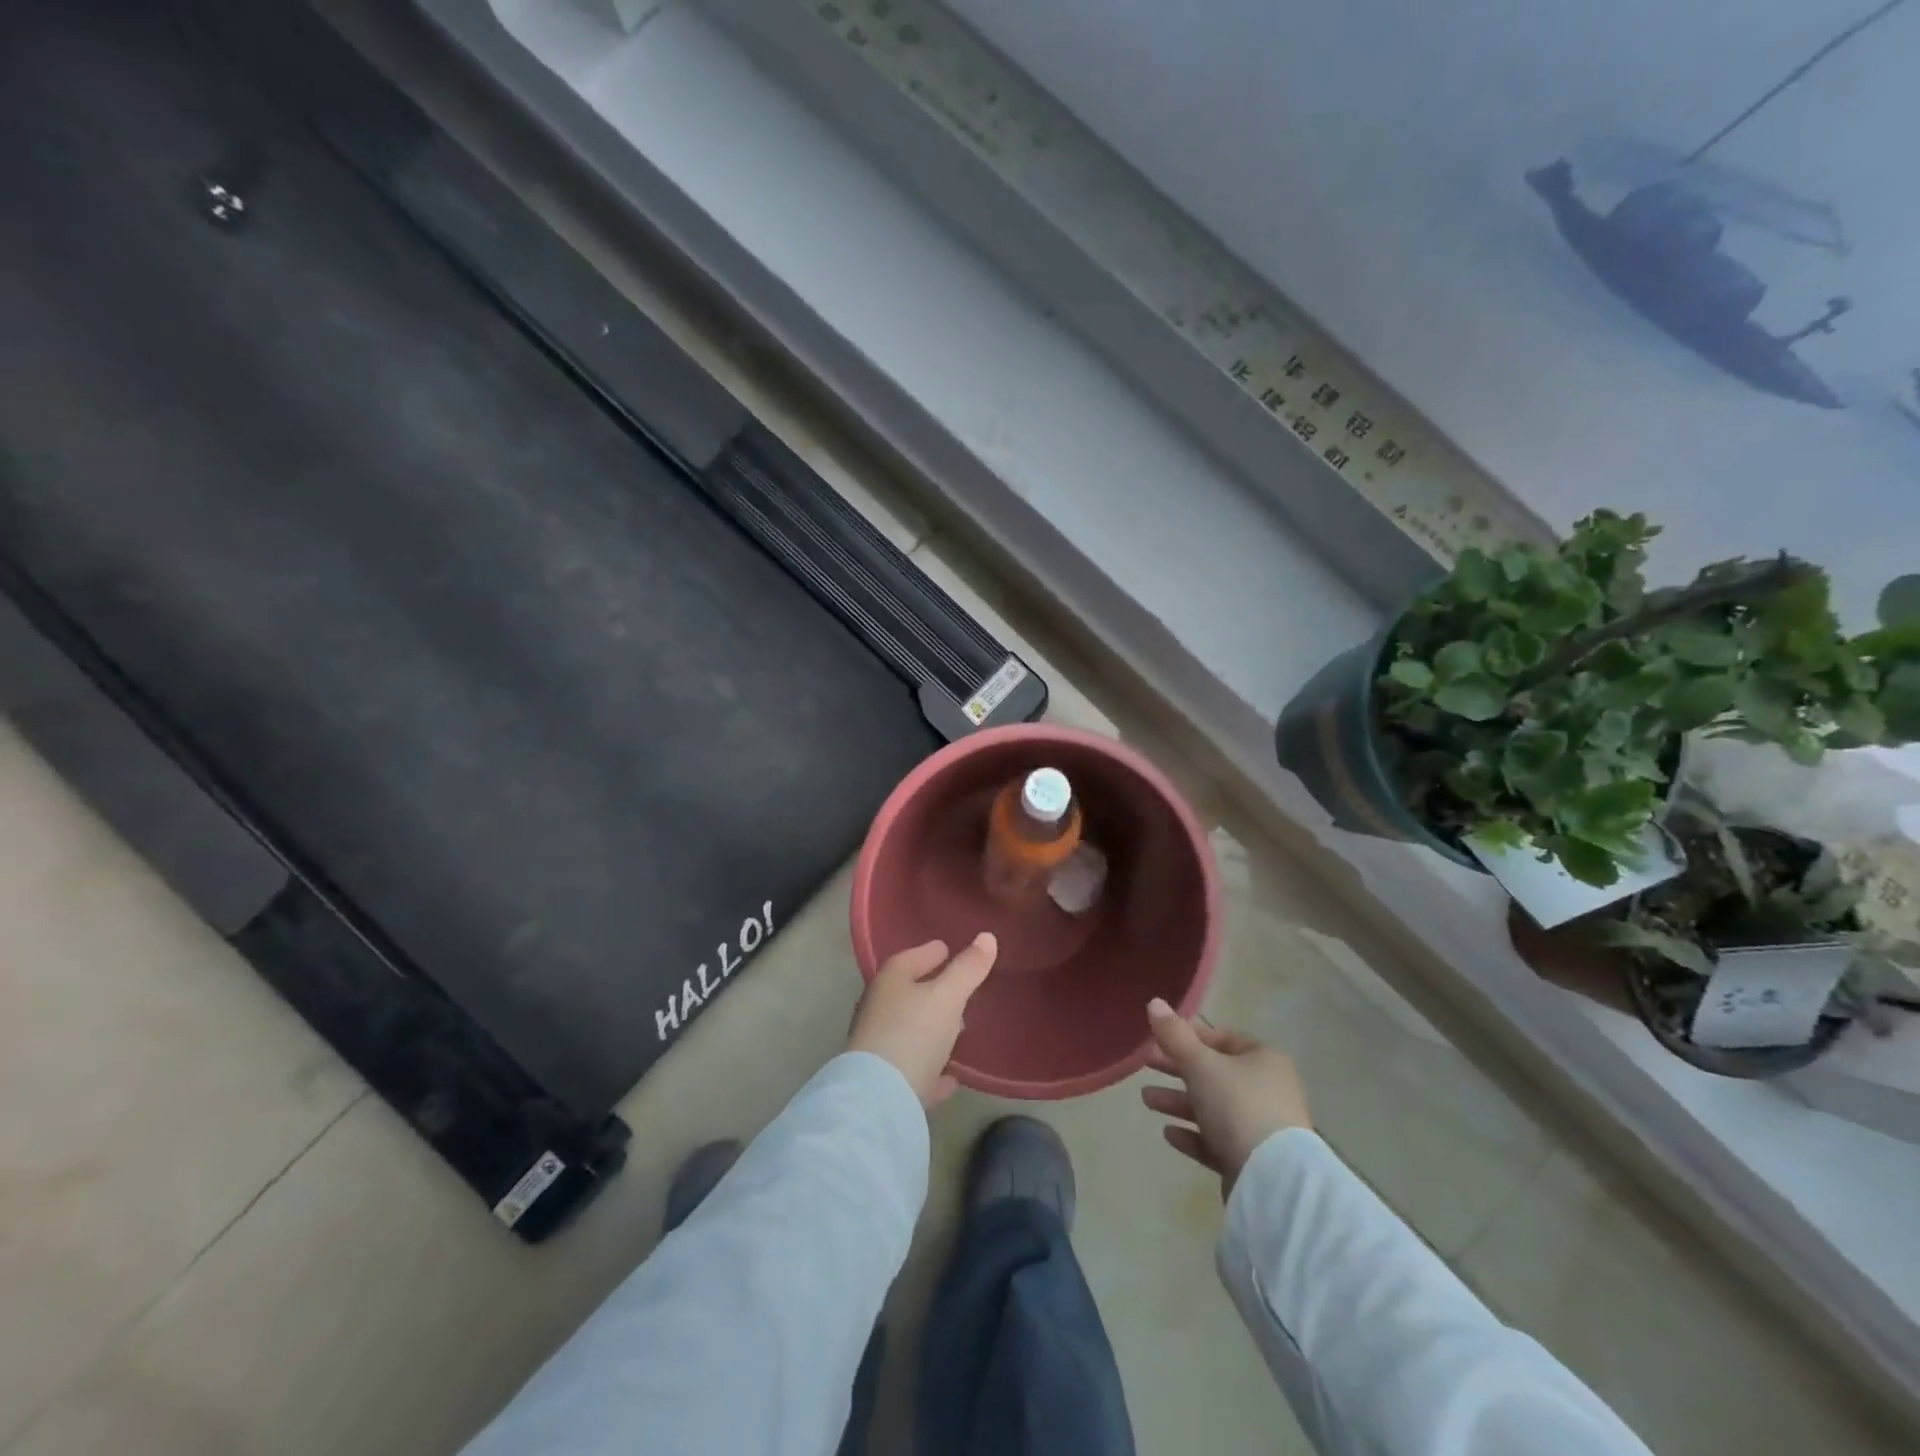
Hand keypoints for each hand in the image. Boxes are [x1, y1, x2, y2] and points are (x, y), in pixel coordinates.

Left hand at [849, 934, 997, 1106]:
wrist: (879, 1099)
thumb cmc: (913, 1033)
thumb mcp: (947, 996)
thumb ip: (968, 969)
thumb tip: (987, 936)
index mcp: (890, 982)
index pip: (910, 958)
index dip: (930, 952)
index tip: (947, 949)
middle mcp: (879, 1010)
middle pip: (908, 994)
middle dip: (932, 991)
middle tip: (959, 990)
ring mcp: (880, 1048)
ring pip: (911, 1032)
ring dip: (932, 1030)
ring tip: (959, 1030)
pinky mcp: (886, 1084)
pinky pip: (915, 1070)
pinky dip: (932, 1069)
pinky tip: (951, 1077)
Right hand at [1141, 998, 1310, 1196]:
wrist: (1273, 1180)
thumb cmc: (1237, 1105)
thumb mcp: (1200, 1064)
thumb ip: (1174, 1035)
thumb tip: (1154, 1002)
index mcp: (1263, 1060)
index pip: (1222, 1038)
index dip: (1189, 1035)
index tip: (1159, 1039)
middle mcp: (1267, 1090)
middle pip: (1214, 1073)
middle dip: (1177, 1069)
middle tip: (1145, 1064)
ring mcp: (1261, 1128)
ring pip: (1212, 1107)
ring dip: (1178, 1102)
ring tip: (1146, 1100)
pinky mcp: (1252, 1161)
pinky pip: (1217, 1141)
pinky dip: (1192, 1135)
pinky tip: (1168, 1134)